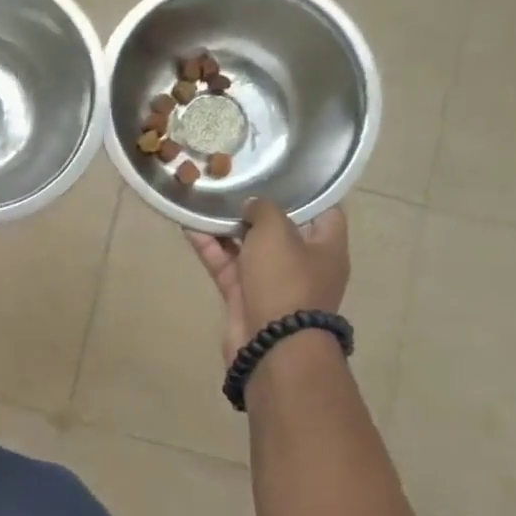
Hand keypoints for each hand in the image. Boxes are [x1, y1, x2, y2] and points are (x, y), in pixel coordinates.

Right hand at [186, 199, 349, 366]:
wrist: (271, 343)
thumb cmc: (285, 281)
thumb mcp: (277, 233)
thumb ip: (264, 210)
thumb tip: (254, 206)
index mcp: (326, 247)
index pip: (322, 211)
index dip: (303, 191)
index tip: (278, 173)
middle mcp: (302, 263)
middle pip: (278, 229)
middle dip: (255, 208)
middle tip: (232, 183)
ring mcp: (271, 282)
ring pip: (246, 247)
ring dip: (225, 227)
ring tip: (202, 200)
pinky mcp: (244, 296)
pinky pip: (226, 265)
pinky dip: (210, 248)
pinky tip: (189, 227)